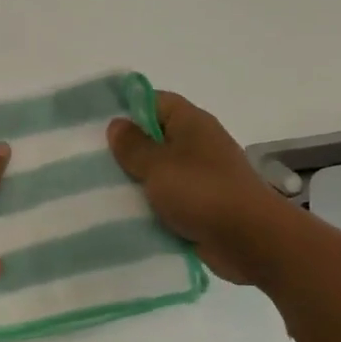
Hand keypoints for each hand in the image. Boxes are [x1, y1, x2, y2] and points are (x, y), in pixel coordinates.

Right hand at [107, 91, 285, 284]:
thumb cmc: (202, 192)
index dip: (127, 108)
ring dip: (136, 181)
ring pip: (159, 171)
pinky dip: (150, 204)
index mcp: (191, 123)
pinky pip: (168, 198)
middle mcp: (198, 144)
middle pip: (155, 137)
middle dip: (126, 149)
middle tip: (90, 159)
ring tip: (100, 188)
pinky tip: (124, 213)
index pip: (155, 101)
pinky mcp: (202, 205)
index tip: (97, 124)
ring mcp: (201, 176)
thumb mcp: (157, 164)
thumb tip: (117, 124)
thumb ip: (133, 145)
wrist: (250, 240)